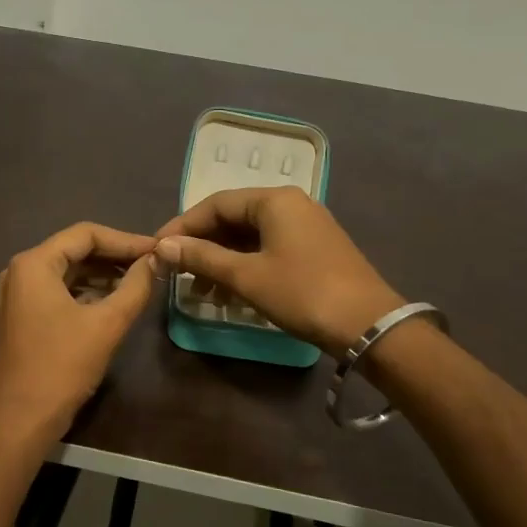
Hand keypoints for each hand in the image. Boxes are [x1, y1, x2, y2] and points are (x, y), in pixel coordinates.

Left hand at [0, 223, 159, 442]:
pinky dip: (86, 292)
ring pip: (67, 272)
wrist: (23, 419)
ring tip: (139, 281)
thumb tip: (156, 260)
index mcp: (34, 264)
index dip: (125, 240)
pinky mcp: (20, 316)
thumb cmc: (63, 367)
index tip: (156, 250)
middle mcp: (19, 271)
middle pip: (74, 250)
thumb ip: (135, 286)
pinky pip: (57, 291)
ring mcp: (16, 294)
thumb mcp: (107, 324)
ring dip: (101, 274)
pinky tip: (113, 300)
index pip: (85, 234)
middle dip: (114, 256)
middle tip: (151, 264)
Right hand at [154, 187, 401, 352]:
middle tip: (176, 272)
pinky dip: (244, 266)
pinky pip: (267, 249)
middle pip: (233, 218)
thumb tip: (163, 246)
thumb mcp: (247, 276)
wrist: (369, 325)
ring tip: (199, 291)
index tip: (157, 249)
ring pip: (249, 237)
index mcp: (274, 200)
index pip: (215, 204)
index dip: (183, 226)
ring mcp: (305, 227)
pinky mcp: (314, 250)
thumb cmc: (302, 293)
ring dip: (221, 260)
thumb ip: (203, 257)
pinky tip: (229, 292)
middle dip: (202, 246)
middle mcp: (291, 204)